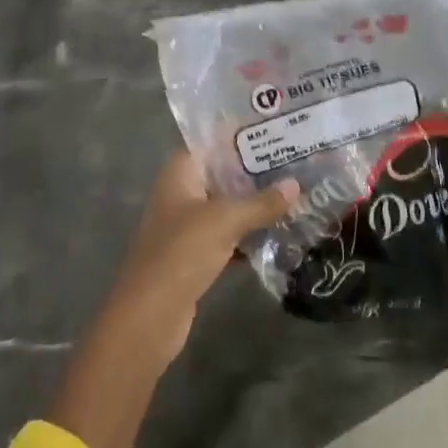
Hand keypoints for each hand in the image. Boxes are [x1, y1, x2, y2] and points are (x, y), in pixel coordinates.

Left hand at [101, 151, 299, 365]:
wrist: (149, 317)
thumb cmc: (181, 253)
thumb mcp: (225, 220)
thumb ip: (261, 202)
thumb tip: (296, 184)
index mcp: (180, 174)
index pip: (212, 142)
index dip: (241, 135)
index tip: (277, 130)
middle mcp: (181, 194)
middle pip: (223, 174)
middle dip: (257, 171)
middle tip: (298, 161)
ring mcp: (187, 226)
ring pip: (228, 206)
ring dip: (257, 204)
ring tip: (297, 194)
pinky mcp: (196, 256)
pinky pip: (229, 235)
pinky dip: (250, 235)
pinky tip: (281, 233)